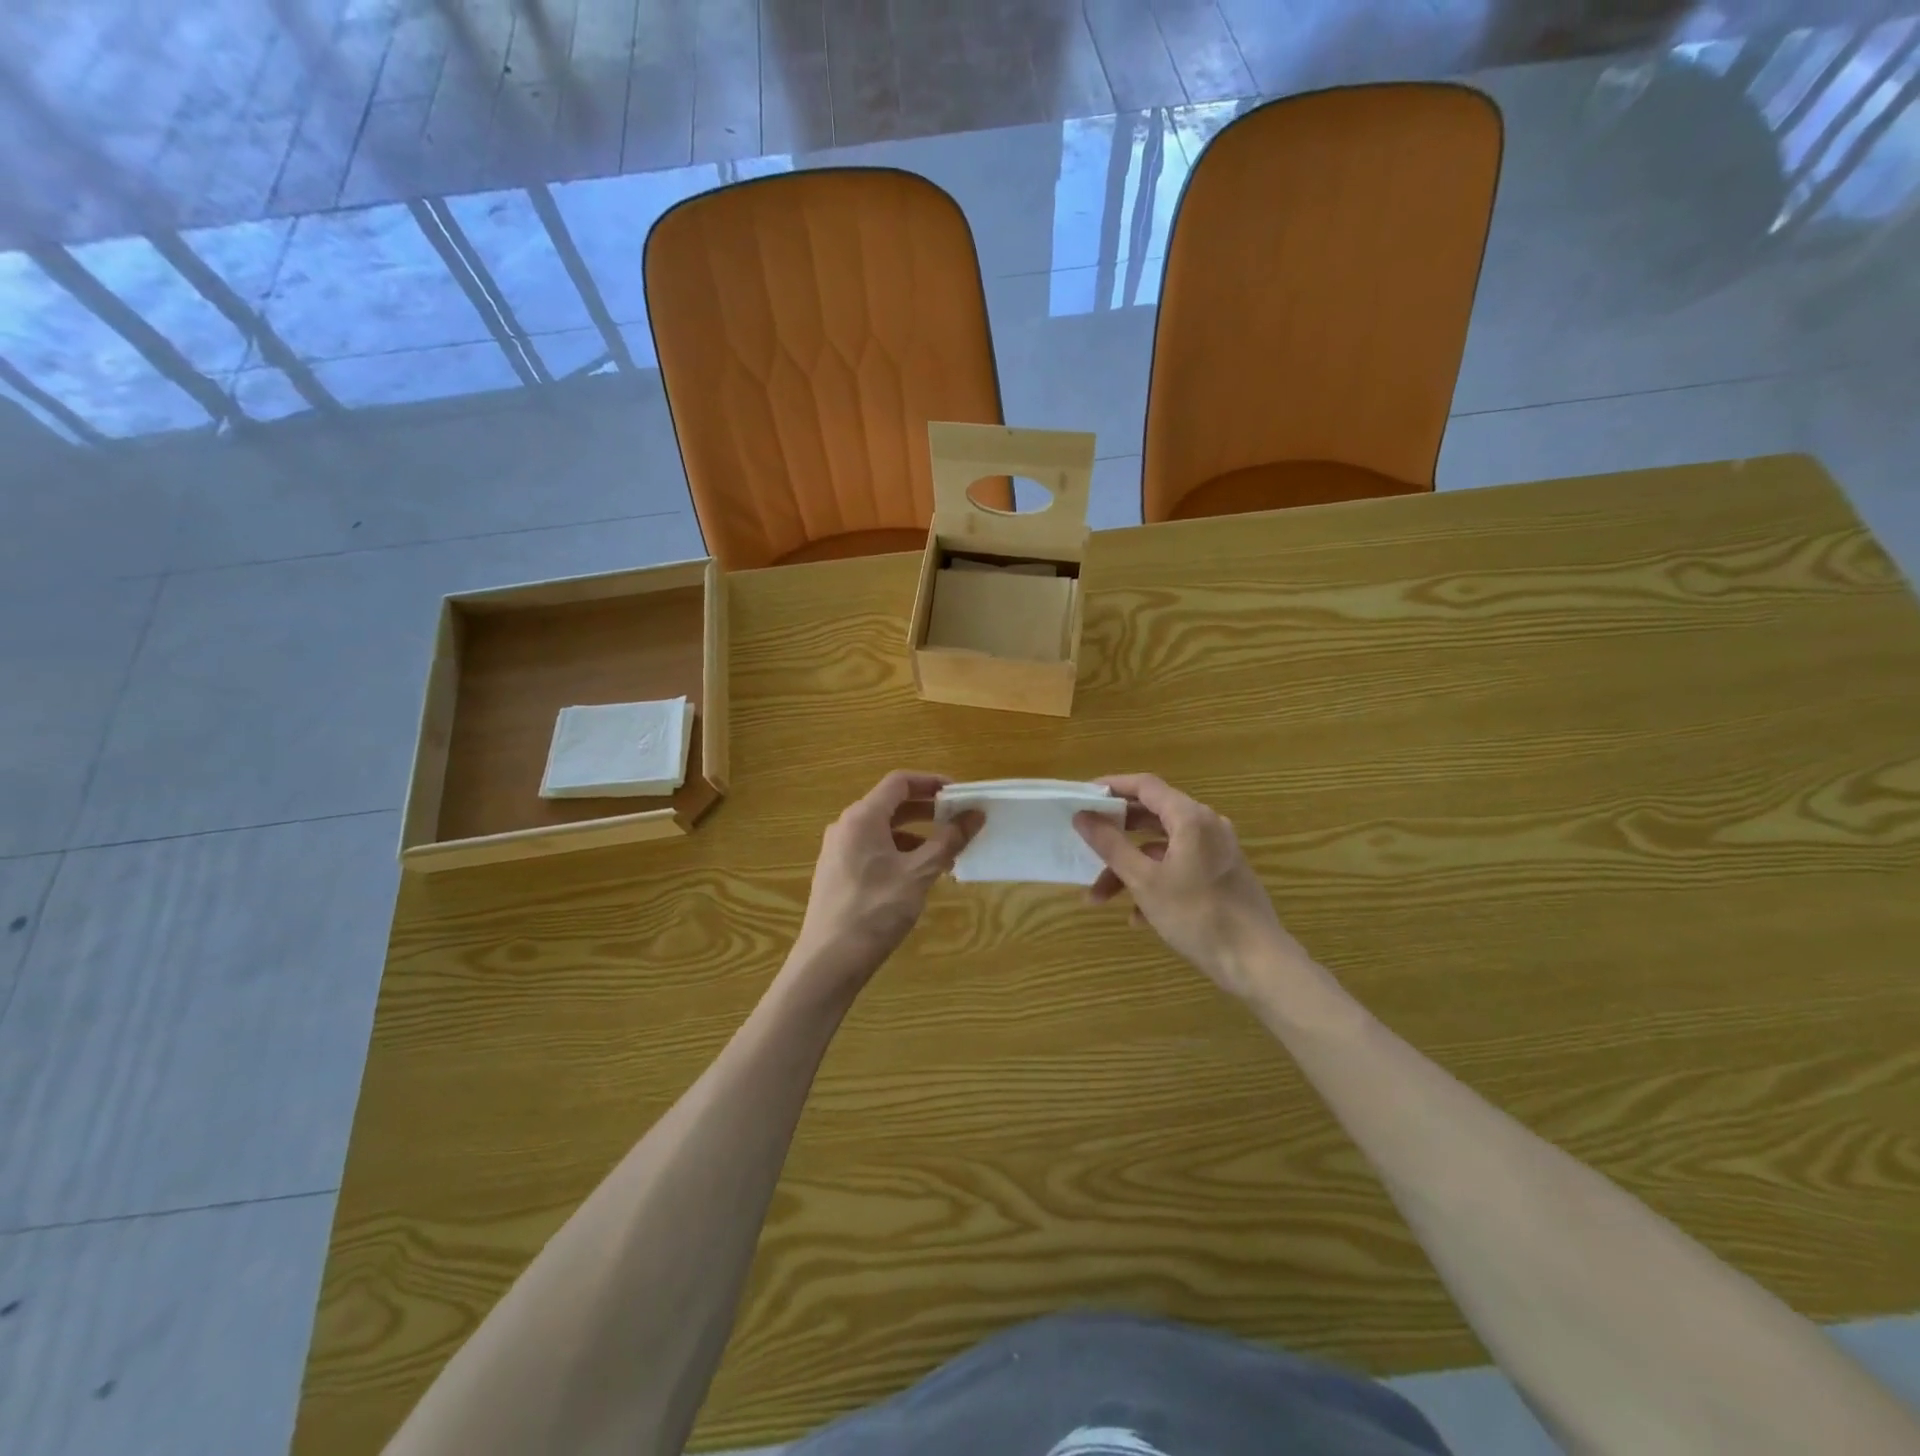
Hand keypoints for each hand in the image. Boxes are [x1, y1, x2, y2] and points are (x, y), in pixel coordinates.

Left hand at [791, 772, 981, 993]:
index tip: (959, 794)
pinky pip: (871, 849)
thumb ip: (948, 840)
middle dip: (927, 810)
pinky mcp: (836, 873)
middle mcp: (846, 826)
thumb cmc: (876, 910)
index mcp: (862, 817)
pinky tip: (917, 876)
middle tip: (958, 822)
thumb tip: (975, 815)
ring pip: (882, 830)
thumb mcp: (919, 874)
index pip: (899, 782)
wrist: (829, 961)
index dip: (931, 782)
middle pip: (890, 804)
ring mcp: (837, 850)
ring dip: (915, 835)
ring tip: (944, 855)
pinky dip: (898, 852)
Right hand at [1075, 774, 1303, 996]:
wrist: (1257, 961)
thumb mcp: (1144, 881)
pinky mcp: (1220, 875)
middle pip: (1151, 816)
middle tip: (1085, 842)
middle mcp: (1206, 826)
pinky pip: (1178, 867)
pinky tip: (1137, 917)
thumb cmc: (1197, 915)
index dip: (1111, 787)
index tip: (1082, 797)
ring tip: (1099, 898)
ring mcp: (1216, 851)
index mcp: (1190, 818)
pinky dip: (1154, 882)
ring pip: (1161, 848)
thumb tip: (1082, 817)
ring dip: (1129, 868)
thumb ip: (1110, 845)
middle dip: (1115, 836)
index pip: (1145, 785)